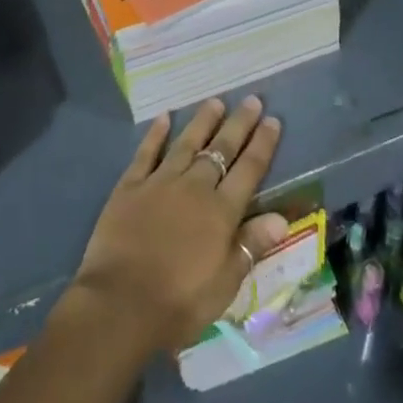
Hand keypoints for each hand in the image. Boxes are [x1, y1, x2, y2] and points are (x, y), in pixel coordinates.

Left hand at [70, 97, 286, 355]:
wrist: (120, 303)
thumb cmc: (179, 303)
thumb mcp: (224, 284)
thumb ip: (251, 245)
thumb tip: (282, 217)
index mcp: (221, 212)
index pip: (248, 170)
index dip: (262, 144)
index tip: (273, 120)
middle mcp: (194, 187)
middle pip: (221, 149)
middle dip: (238, 124)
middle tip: (252, 100)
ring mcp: (160, 182)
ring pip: (187, 143)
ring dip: (203, 121)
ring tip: (215, 101)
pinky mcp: (131, 185)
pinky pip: (147, 152)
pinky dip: (156, 133)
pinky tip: (164, 117)